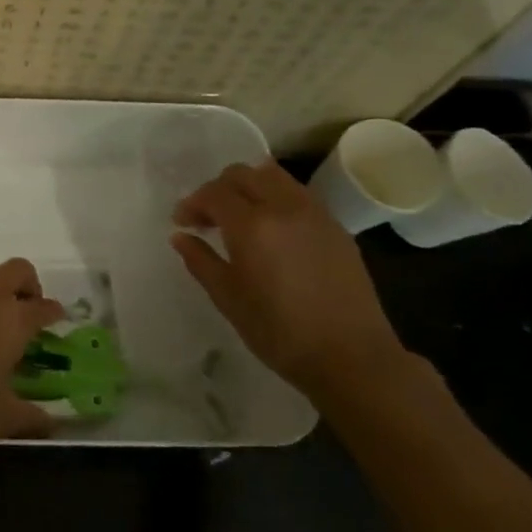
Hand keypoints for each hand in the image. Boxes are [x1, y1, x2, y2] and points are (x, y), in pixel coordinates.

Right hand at [169, 160, 407, 398]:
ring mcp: (315, 214)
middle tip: (207, 217)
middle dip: (218, 188)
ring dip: (249, 187)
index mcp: (252, 225)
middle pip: (244, 174)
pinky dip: (275, 199)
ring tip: (240, 218)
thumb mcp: (228, 298)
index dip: (192, 203)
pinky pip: (297, 195)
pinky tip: (271, 231)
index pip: (214, 193)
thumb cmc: (279, 331)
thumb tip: (180, 236)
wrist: (351, 356)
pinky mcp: (336, 227)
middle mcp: (284, 208)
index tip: (182, 223)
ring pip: (274, 177)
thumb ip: (200, 260)